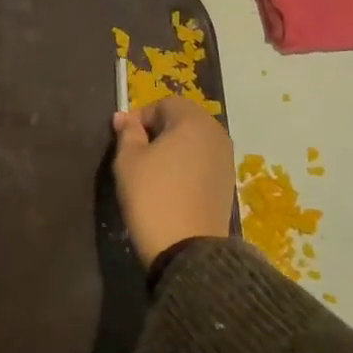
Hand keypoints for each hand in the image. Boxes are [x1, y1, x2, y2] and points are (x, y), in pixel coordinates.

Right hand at [111, 96, 234, 268]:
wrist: (187, 249)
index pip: (165, 103)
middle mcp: (216, 134)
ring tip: (152, 171)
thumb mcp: (128, 161)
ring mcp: (226, 159)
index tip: (124, 137)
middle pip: (183, 120)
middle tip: (136, 153)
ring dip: (173, 148)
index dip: (141, 116)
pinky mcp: (227, 182)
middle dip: (159, 130)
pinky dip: (186, 165)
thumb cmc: (152, 196)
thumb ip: (127, 133)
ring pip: (194, 141)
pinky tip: (170, 186)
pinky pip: (203, 161)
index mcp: (193, 122)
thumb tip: (124, 117)